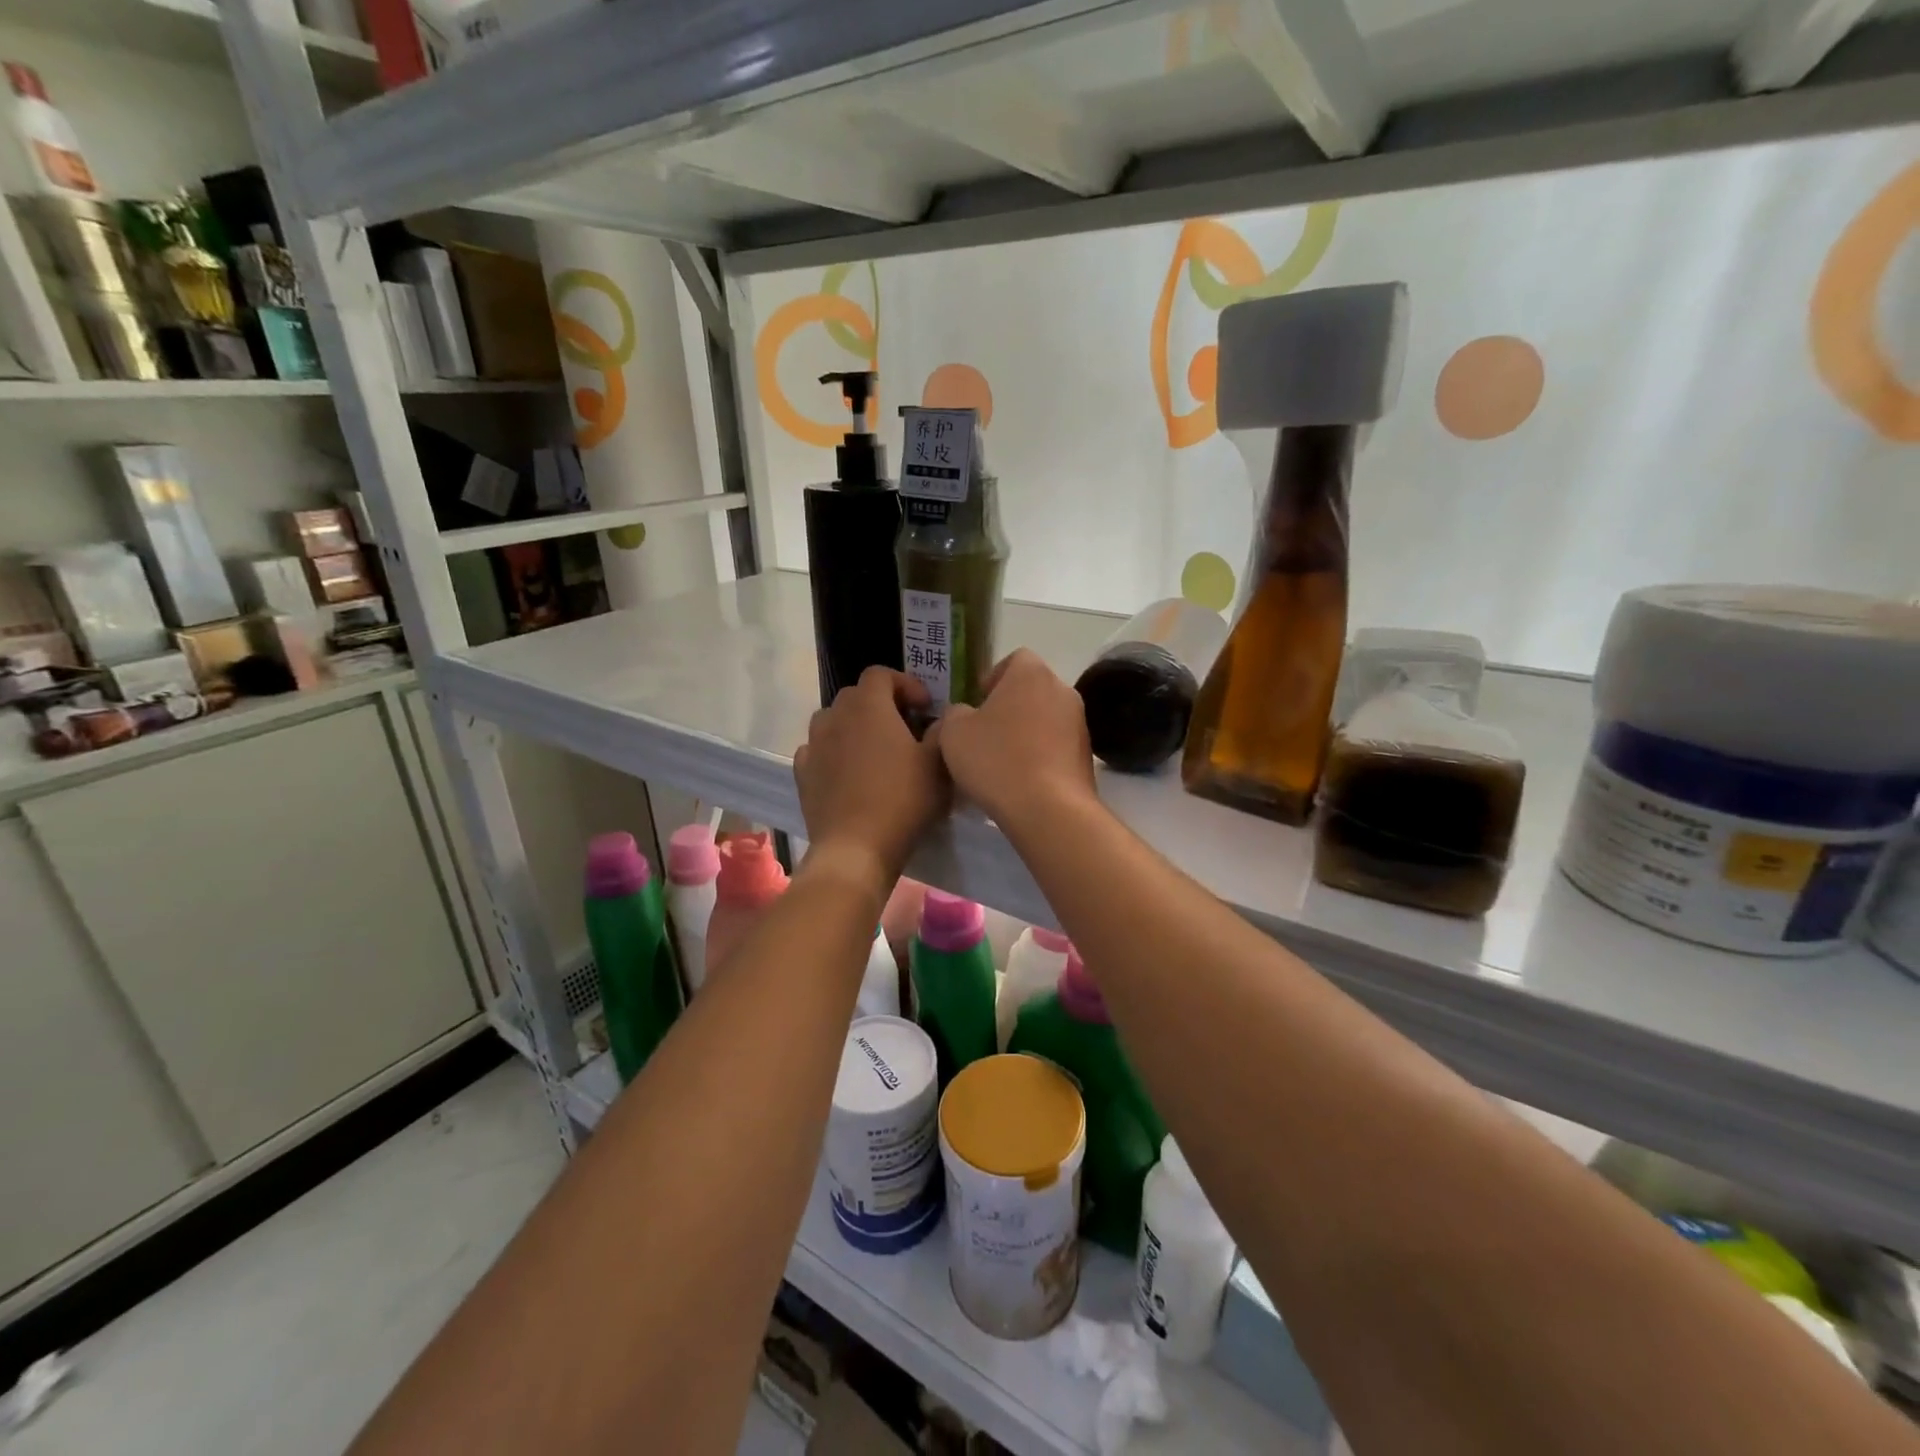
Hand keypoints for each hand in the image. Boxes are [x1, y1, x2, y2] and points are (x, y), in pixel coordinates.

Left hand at [794, 668, 949, 891]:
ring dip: (854, 726)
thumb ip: (942, 732)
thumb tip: (939, 720)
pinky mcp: (803, 774)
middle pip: (856, 695)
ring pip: (833, 721)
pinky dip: (834, 752)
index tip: (925, 708)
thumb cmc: (903, 800)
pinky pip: (818, 750)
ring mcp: (814, 745)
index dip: (905, 683)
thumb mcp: (938, 764)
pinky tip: (849, 773)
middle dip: (881, 704)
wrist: (856, 848)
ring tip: (874, 750)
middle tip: (904, 728)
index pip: (881, 674)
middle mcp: (835, 717)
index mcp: (869, 706)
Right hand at [928, 649, 1096, 830]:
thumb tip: (964, 714)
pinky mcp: (1087, 756)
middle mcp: (1062, 690)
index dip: (994, 677)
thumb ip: (954, 713)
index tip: (978, 703)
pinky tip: (1022, 780)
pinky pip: (1057, 745)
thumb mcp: (954, 733)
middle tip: (985, 734)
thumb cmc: (997, 760)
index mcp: (1031, 673)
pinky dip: (1041, 755)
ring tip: (1003, 761)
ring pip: (1045, 718)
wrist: (1048, 809)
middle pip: (1032, 689)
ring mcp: (1080, 723)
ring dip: (1026, 732)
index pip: (1015, 659)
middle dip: (1009, 707)